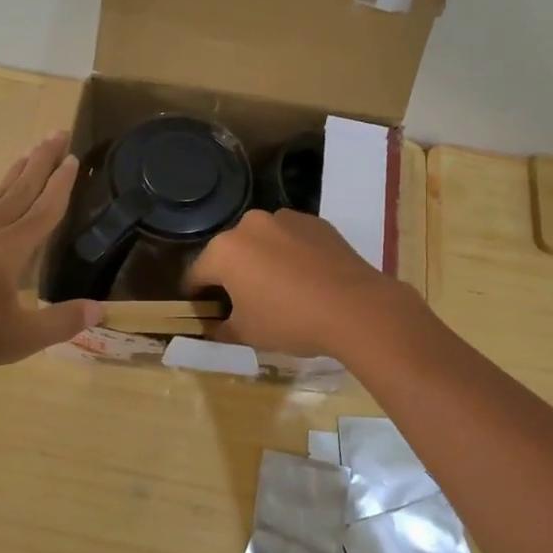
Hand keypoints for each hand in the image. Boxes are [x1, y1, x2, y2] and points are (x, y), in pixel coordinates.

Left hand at [0, 133, 101, 375]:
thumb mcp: (14, 340)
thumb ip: (59, 324)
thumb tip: (99, 310)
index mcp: (9, 248)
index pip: (44, 208)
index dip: (62, 184)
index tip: (75, 157)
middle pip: (20, 187)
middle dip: (42, 160)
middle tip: (57, 132)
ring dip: (16, 172)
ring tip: (29, 154)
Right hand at [187, 209, 410, 357]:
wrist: (356, 307)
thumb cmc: (290, 320)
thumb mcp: (247, 334)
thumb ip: (222, 329)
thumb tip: (214, 327)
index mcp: (224, 250)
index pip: (197, 274)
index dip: (197, 296)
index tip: (204, 312)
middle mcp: (250, 225)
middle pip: (231, 253)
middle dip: (232, 276)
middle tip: (245, 304)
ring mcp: (285, 218)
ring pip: (263, 243)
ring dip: (263, 261)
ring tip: (281, 290)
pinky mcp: (316, 222)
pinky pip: (292, 240)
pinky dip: (292, 255)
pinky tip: (307, 280)